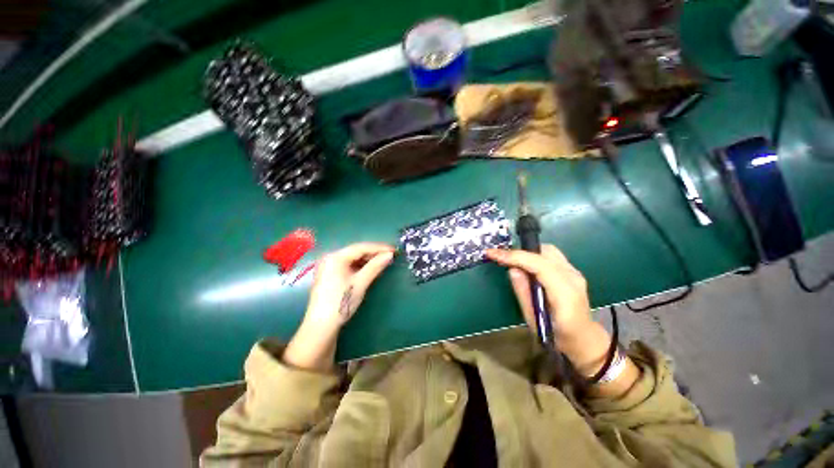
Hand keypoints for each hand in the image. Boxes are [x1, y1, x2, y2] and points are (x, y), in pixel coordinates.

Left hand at [284, 243, 394, 370]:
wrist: (321, 327)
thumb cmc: (341, 303)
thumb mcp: (360, 283)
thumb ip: (375, 266)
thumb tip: (390, 255)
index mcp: (335, 257)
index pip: (361, 247)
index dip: (379, 248)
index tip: (394, 250)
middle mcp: (330, 258)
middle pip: (356, 251)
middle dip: (374, 253)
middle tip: (390, 255)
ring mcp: (329, 266)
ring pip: (353, 258)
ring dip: (368, 259)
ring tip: (383, 261)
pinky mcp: (330, 275)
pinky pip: (348, 265)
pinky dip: (360, 266)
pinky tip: (370, 268)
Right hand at [485, 245, 593, 345]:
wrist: (584, 341)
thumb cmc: (558, 337)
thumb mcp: (534, 320)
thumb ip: (523, 292)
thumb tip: (512, 269)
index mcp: (565, 294)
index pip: (539, 265)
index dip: (515, 256)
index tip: (493, 254)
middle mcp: (573, 278)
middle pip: (545, 252)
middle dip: (521, 253)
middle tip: (502, 259)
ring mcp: (575, 273)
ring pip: (548, 251)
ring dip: (527, 254)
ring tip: (511, 262)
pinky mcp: (572, 272)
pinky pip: (550, 257)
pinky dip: (534, 257)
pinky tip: (525, 267)